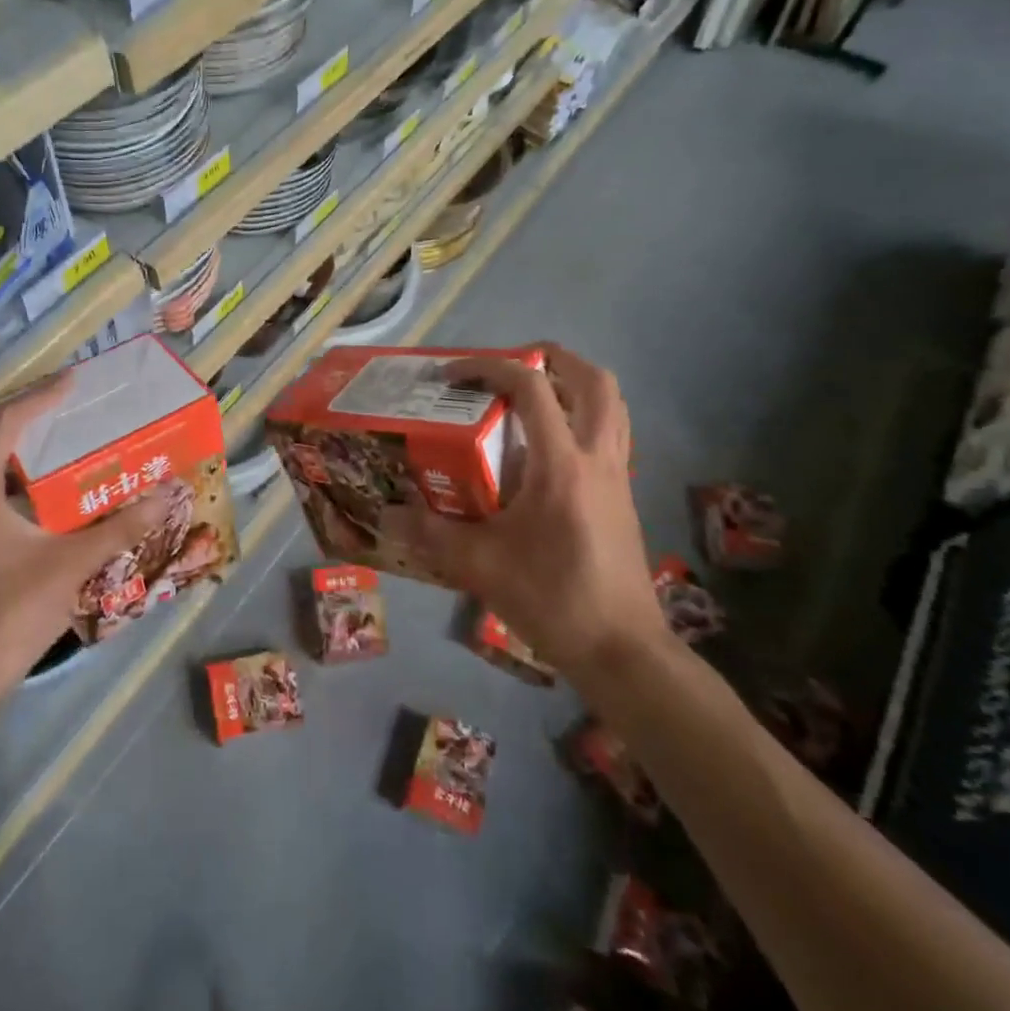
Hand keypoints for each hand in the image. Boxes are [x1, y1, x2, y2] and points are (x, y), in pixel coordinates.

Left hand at [0, 376, 157, 705]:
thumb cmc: (15, 612)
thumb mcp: (74, 564)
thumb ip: (122, 526)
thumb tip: (165, 494)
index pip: (0, 425)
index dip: (36, 398)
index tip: (71, 382)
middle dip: (4, 413)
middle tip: (46, 410)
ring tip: (46, 440)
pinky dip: (0, 472)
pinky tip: (37, 490)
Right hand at [386, 344, 664, 690]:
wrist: (623, 651)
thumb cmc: (553, 598)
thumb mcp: (481, 565)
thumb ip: (431, 533)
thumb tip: (386, 515)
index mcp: (561, 464)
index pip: (532, 387)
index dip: (488, 367)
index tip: (451, 376)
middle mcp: (597, 458)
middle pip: (594, 381)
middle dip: (553, 359)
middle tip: (511, 366)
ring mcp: (617, 477)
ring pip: (612, 406)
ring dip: (575, 385)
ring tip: (534, 395)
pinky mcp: (623, 498)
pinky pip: (611, 436)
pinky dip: (583, 420)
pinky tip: (547, 451)